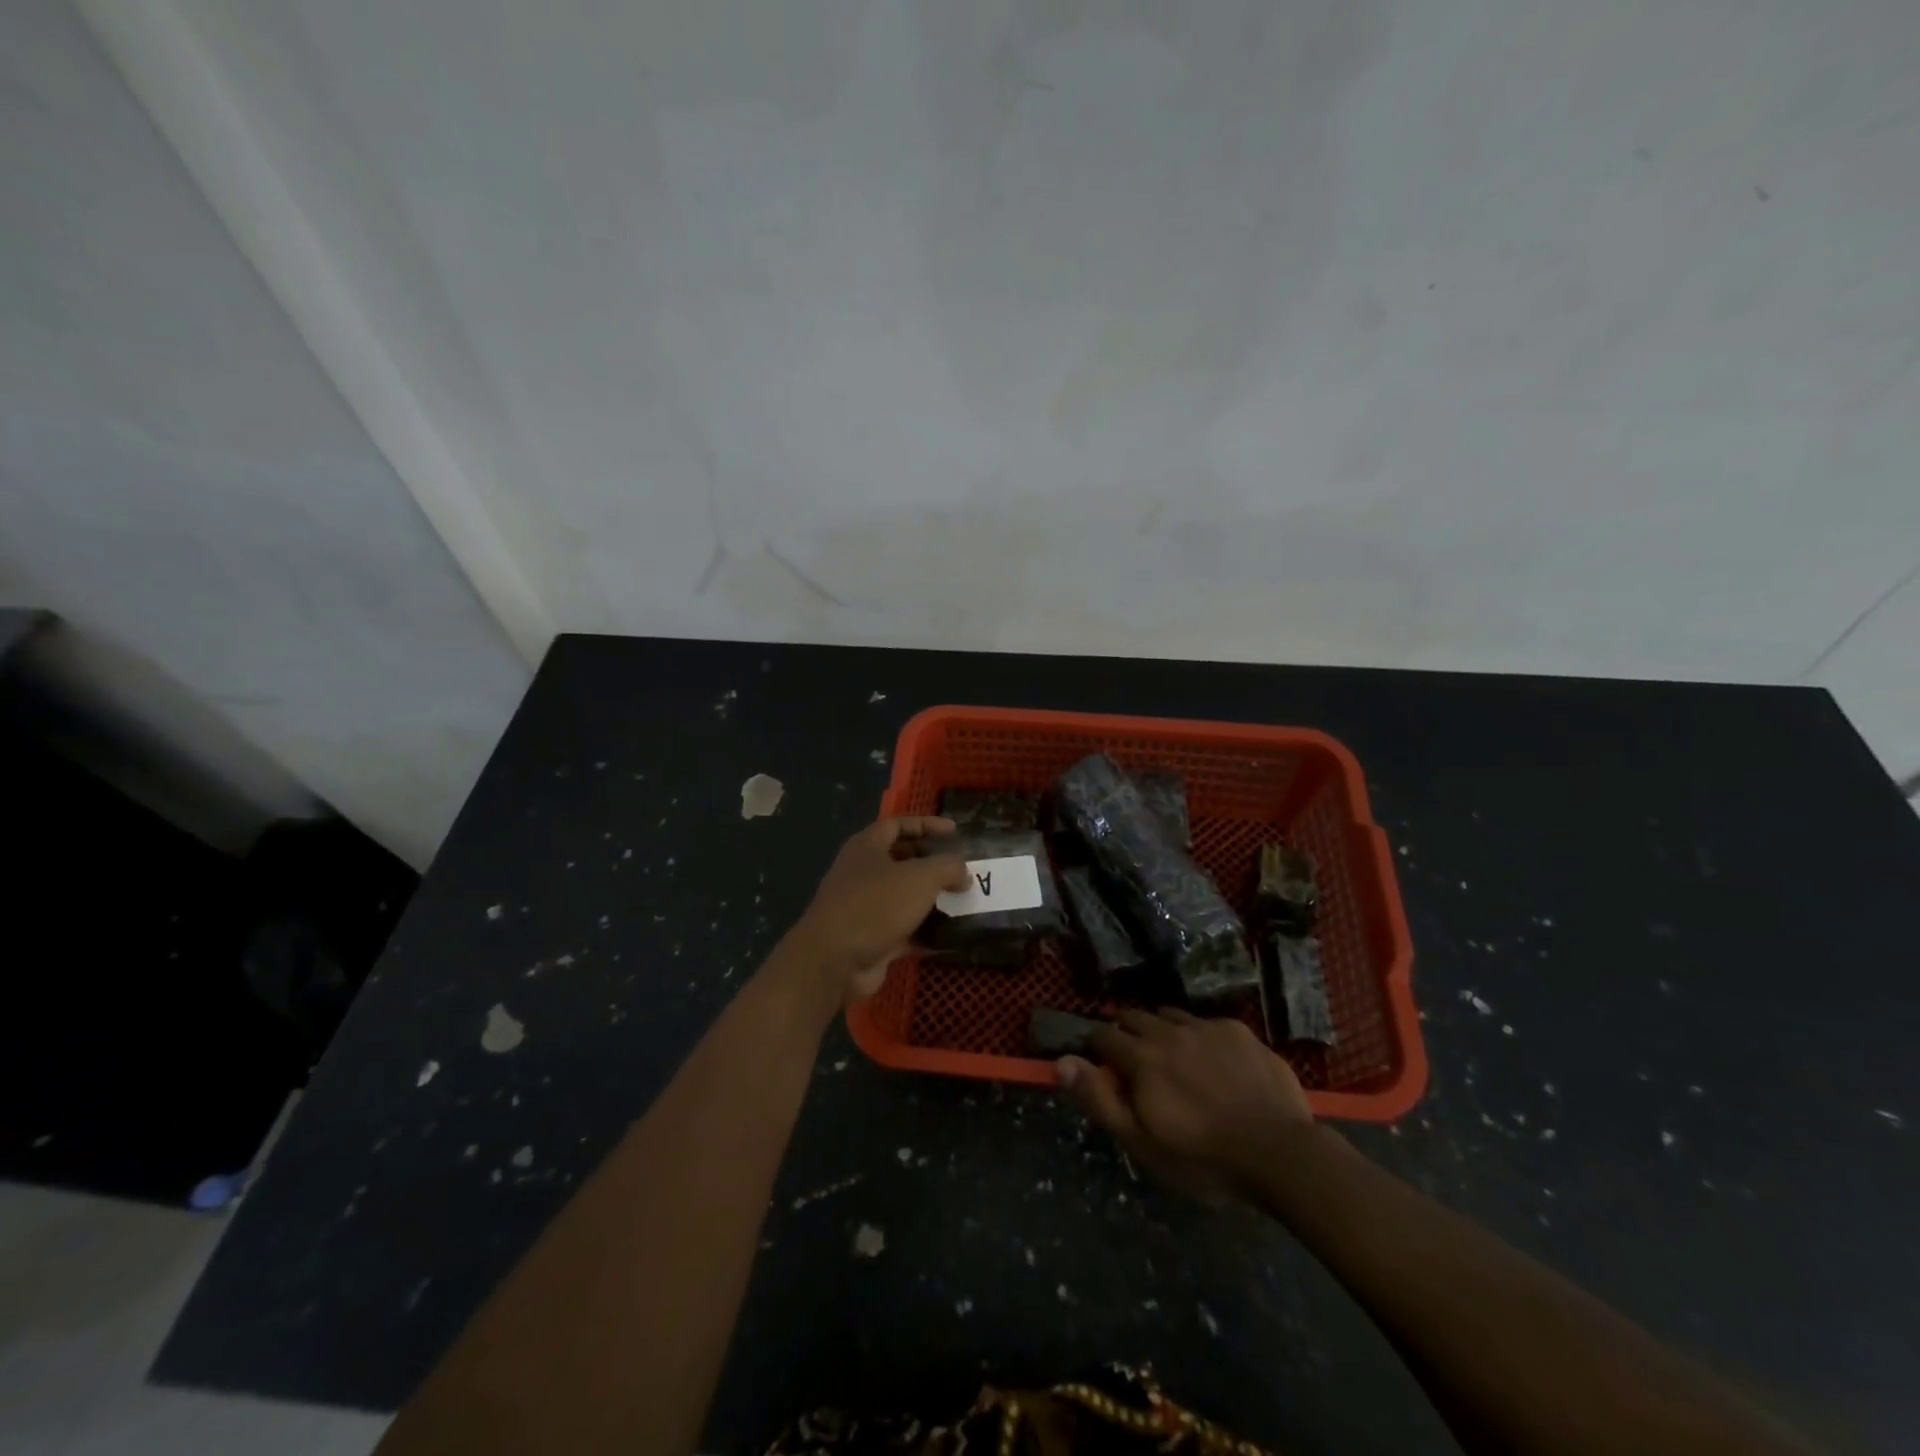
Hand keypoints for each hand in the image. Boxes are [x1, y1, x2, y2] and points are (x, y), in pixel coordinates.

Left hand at [784, 817, 969, 1000]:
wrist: (835, 961)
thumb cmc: (876, 904)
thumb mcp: (920, 877)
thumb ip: (948, 867)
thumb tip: (964, 873)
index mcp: (867, 847)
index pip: (898, 824)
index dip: (927, 824)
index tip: (955, 831)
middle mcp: (863, 872)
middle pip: (902, 860)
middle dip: (932, 863)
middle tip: (961, 869)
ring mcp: (865, 907)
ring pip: (904, 897)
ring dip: (931, 899)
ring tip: (963, 901)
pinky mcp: (871, 938)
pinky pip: (904, 930)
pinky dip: (925, 932)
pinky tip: (951, 936)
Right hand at [1056, 1009, 1314, 1202]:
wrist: (1279, 1152)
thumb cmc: (1203, 1156)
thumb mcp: (1142, 1142)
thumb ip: (1099, 1099)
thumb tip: (1061, 1061)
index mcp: (1141, 1056)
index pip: (1104, 1036)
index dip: (1097, 1049)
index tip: (1102, 1065)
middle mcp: (1169, 1031)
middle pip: (1135, 1017)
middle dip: (1127, 1033)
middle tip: (1134, 1061)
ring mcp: (1207, 1027)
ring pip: (1171, 1016)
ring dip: (1162, 1030)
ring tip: (1171, 1056)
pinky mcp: (1238, 1031)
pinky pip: (1207, 1023)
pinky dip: (1198, 1036)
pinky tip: (1212, 1061)